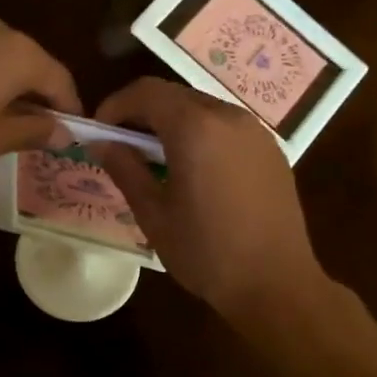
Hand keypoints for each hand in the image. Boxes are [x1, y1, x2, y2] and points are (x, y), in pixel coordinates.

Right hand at [91, 77, 323, 322]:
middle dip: (143, 113)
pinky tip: (194, 170)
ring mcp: (255, 132)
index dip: (116, 105)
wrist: (277, 284)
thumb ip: (125, 169)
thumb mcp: (154, 214)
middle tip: (123, 146)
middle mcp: (228, 117)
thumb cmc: (206, 252)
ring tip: (156, 159)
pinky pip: (226, 127)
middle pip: (175, 96)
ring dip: (173, 122)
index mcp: (195, 128)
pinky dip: (201, 134)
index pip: (146, 92)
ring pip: (202, 109)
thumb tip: (103, 143)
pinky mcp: (271, 150)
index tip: (99, 131)